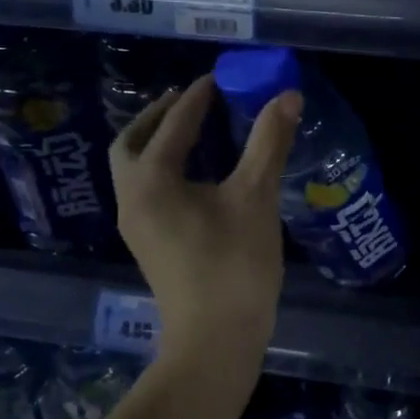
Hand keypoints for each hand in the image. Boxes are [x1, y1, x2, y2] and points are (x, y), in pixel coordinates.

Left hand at [110, 75, 299, 361]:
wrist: (216, 340)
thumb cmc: (234, 264)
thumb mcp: (256, 197)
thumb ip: (269, 143)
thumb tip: (287, 96)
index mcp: (151, 181)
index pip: (173, 125)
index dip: (198, 98)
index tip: (217, 78)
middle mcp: (132, 199)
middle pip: (131, 144)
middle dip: (158, 118)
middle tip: (190, 101)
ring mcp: (136, 226)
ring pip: (135, 170)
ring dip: (157, 144)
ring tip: (194, 131)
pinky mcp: (149, 245)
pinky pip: (147, 191)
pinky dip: (164, 170)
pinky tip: (197, 174)